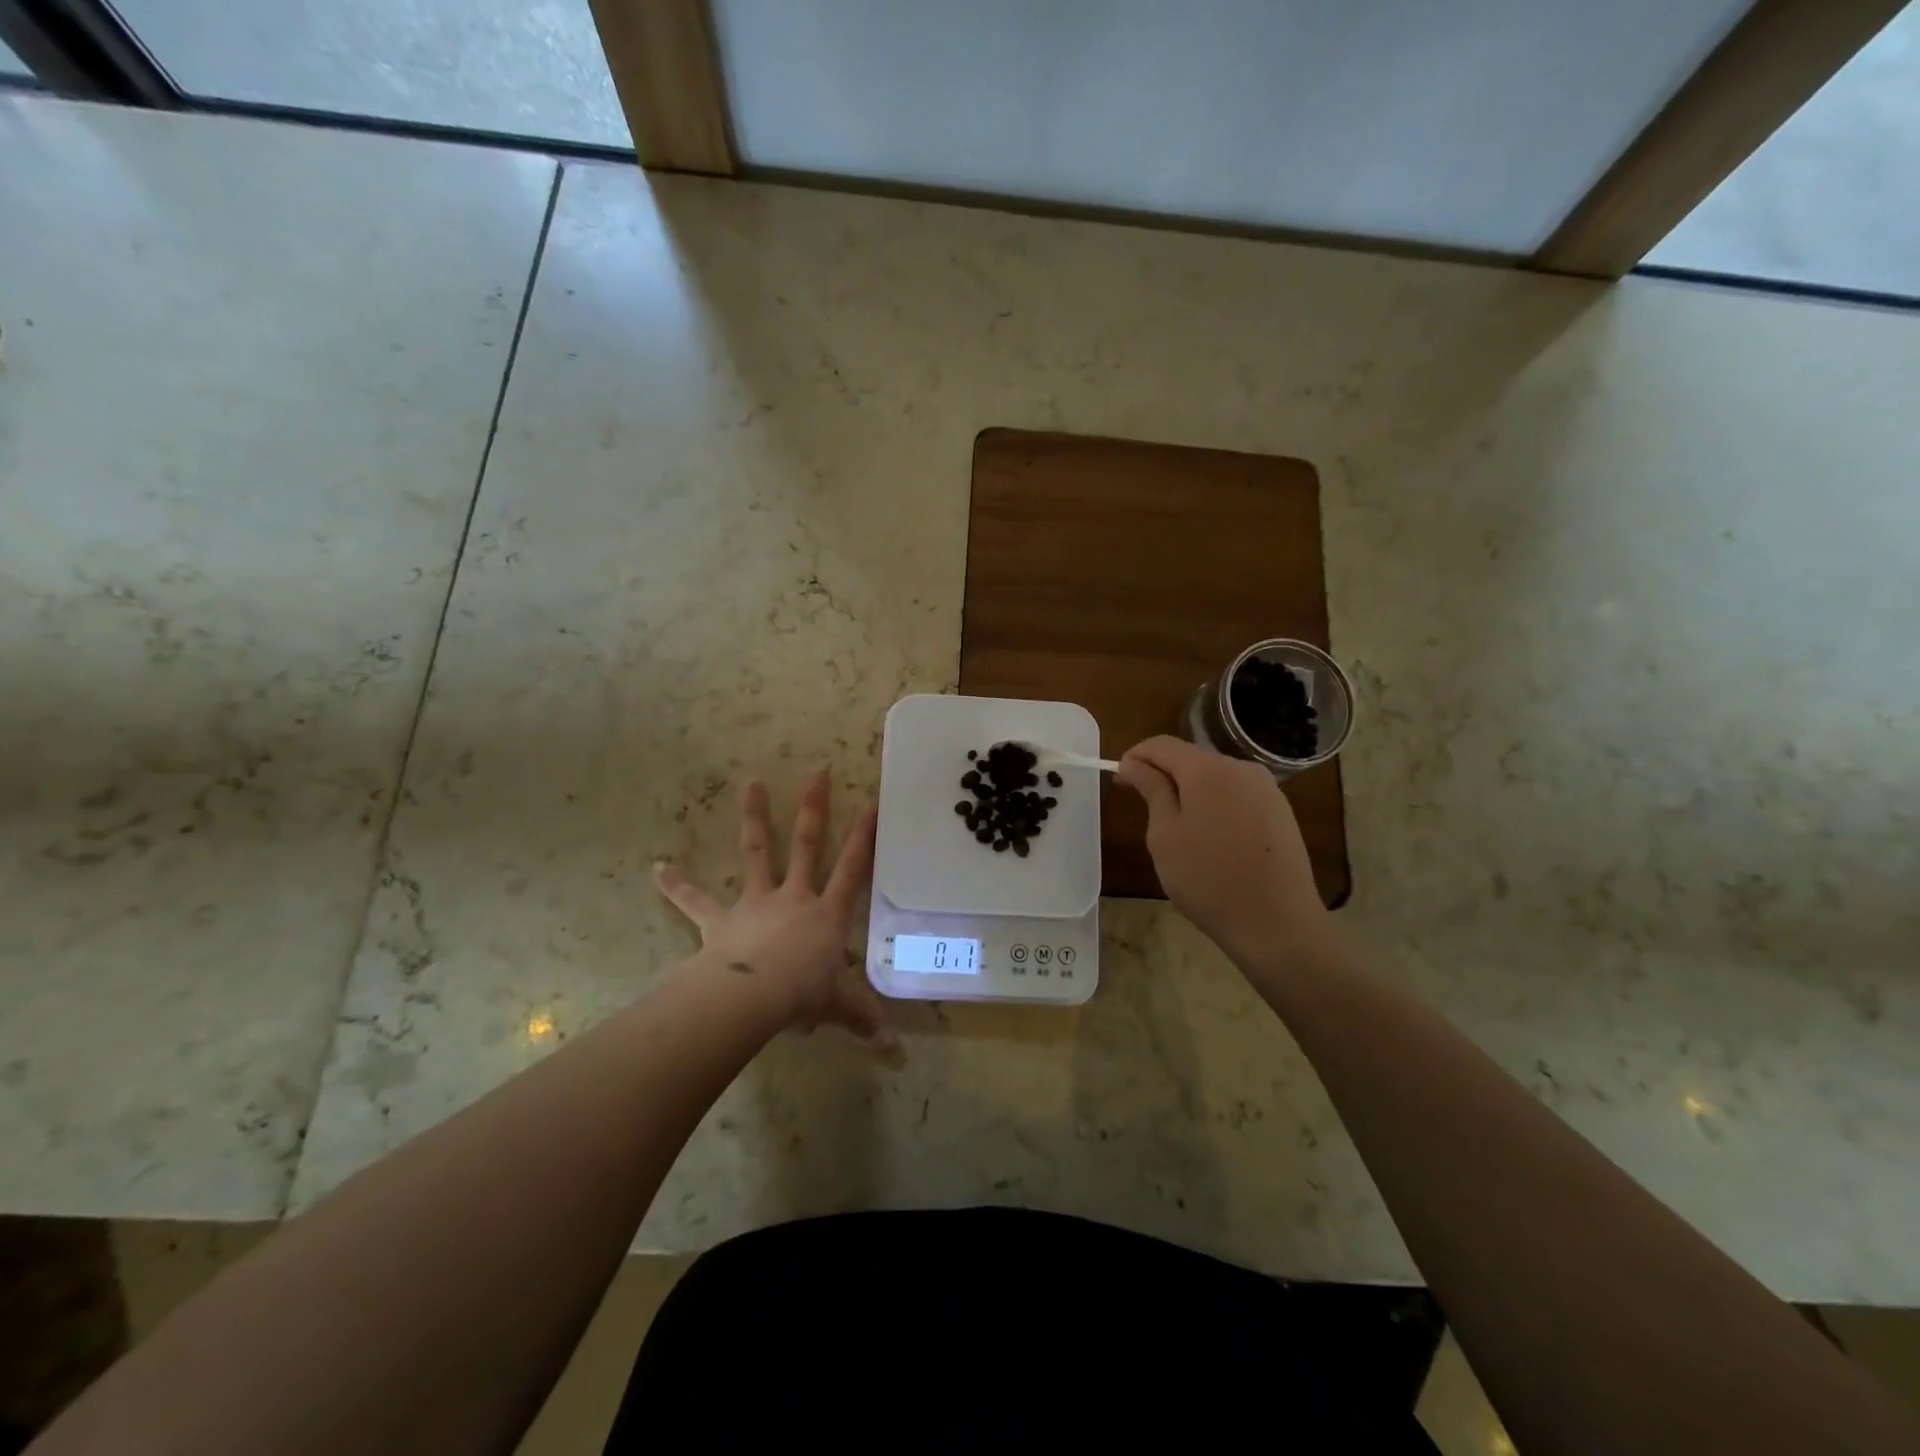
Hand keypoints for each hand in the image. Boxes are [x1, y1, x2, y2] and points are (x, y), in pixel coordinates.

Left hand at [653, 769, 895, 1049]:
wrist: (752, 996)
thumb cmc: (802, 994)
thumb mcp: (837, 1006)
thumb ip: (860, 1018)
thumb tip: (891, 1048)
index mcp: (827, 914)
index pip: (852, 870)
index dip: (864, 838)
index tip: (871, 805)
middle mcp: (795, 897)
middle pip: (808, 845)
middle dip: (814, 808)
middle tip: (818, 772)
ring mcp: (756, 902)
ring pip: (758, 852)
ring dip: (755, 817)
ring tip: (751, 783)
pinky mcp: (721, 918)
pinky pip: (696, 899)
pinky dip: (677, 885)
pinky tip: (657, 868)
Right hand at [1115, 735, 1332, 980]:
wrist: (1276, 924)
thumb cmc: (1207, 879)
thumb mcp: (1165, 835)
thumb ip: (1151, 790)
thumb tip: (1133, 763)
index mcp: (1208, 769)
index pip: (1162, 745)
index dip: (1135, 757)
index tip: (1120, 781)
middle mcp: (1241, 768)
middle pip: (1191, 758)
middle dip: (1163, 774)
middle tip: (1143, 807)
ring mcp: (1267, 789)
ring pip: (1216, 777)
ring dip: (1190, 791)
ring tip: (1177, 828)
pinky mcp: (1281, 812)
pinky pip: (1237, 795)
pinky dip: (1215, 805)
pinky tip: (1211, 839)